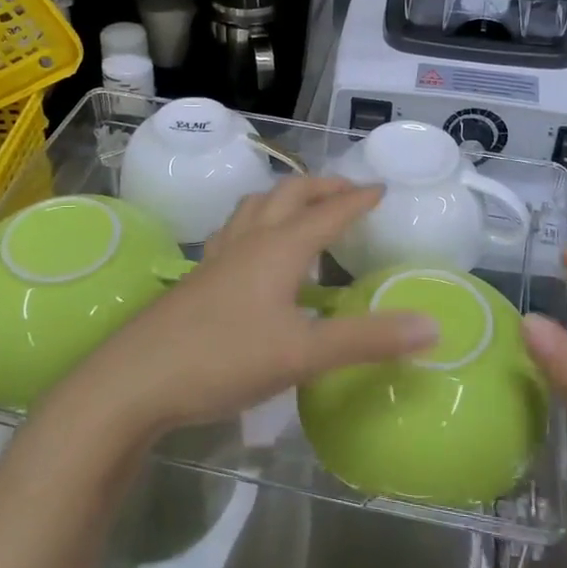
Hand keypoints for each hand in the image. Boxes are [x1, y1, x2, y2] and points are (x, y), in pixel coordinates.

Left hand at [69, 177, 436, 441]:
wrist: (134, 380)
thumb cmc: (223, 360)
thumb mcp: (304, 355)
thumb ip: (368, 340)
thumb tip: (432, 326)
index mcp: (279, 248)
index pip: (328, 212)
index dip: (358, 199)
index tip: (383, 188)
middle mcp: (250, 240)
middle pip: (290, 194)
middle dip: (323, 186)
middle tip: (350, 192)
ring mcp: (219, 256)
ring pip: (256, 206)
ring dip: (287, 197)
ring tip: (304, 208)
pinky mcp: (199, 276)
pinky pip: (236, 230)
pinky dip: (259, 221)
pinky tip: (256, 248)